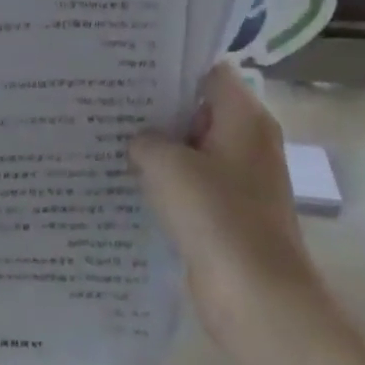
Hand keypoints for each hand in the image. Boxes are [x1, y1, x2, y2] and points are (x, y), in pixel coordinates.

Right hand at [130, 62, 317, 342]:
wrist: (256, 297)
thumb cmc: (216, 217)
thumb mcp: (167, 165)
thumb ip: (146, 140)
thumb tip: (140, 142)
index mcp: (244, 118)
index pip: (208, 72)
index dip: (170, 67)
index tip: (129, 69)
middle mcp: (247, 142)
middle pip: (198, 109)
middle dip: (156, 108)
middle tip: (108, 101)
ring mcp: (240, 179)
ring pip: (192, 149)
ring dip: (158, 148)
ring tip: (109, 138)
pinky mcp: (227, 212)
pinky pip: (192, 184)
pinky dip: (165, 181)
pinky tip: (127, 181)